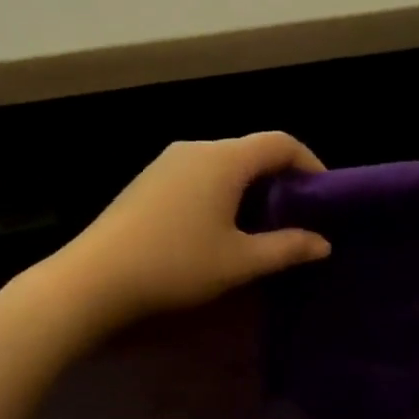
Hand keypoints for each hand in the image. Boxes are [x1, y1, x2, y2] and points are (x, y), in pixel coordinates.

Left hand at [48, 132, 331, 331]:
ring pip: (223, 163)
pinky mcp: (148, 180)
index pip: (280, 142)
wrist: (95, 277)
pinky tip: (218, 226)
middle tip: (297, 215)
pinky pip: (198, 174)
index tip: (323, 194)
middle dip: (280, 178)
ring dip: (249, 187)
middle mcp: (196, 148)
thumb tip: (323, 243)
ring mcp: (167, 162)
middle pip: (251, 150)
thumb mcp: (239, 262)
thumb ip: (286, 248)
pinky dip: (221, 191)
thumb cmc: (176, 265)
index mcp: (224, 159)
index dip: (309, 162)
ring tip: (261, 225)